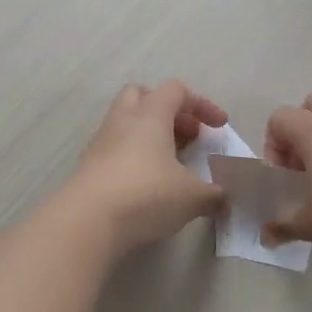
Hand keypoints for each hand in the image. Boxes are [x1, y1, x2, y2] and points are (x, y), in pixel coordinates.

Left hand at [68, 81, 227, 254]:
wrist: (87, 221)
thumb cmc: (146, 194)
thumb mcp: (191, 197)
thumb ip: (213, 194)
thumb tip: (223, 199)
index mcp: (150, 115)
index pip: (176, 91)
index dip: (202, 104)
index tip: (219, 127)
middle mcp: (123, 120)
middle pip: (143, 96)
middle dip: (168, 110)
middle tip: (187, 134)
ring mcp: (101, 142)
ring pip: (126, 122)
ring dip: (149, 134)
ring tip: (169, 162)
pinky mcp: (88, 166)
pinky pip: (114, 148)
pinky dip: (133, 156)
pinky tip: (146, 182)